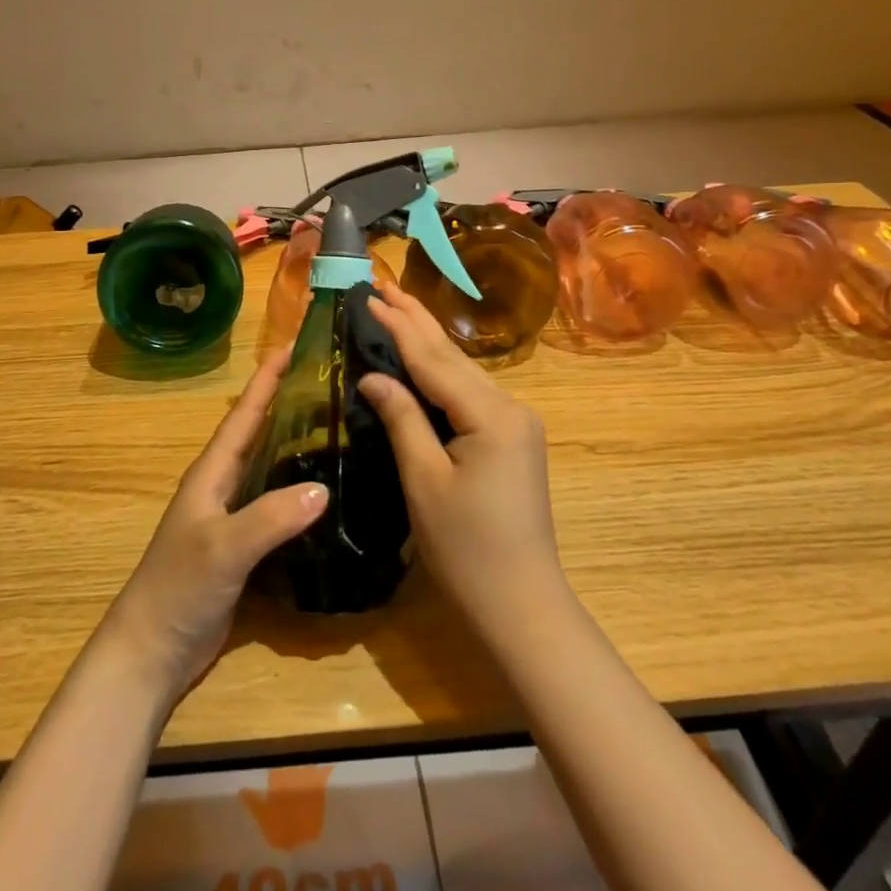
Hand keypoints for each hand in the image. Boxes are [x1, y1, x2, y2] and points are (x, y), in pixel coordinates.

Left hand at [99, 350, 327, 700]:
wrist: (152, 651)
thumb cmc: (179, 588)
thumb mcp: (224, 548)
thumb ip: (270, 518)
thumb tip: (324, 488)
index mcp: (212, 473)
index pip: (244, 414)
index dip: (267, 379)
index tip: (295, 345)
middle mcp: (222, 486)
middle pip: (259, 432)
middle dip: (287, 402)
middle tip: (329, 380)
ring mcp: (232, 517)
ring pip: (270, 467)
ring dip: (296, 443)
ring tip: (337, 425)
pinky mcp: (244, 546)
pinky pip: (277, 505)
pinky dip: (299, 490)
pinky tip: (327, 493)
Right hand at [359, 286, 566, 639]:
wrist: (523, 606)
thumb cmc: (467, 550)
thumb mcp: (424, 481)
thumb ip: (402, 418)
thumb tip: (373, 375)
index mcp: (490, 414)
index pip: (433, 359)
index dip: (398, 326)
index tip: (368, 296)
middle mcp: (511, 407)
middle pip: (453, 356)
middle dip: (416, 319)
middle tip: (383, 285)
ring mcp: (517, 423)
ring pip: (464, 372)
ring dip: (429, 341)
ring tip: (398, 309)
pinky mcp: (513, 439)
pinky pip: (471, 393)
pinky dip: (442, 372)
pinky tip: (425, 359)